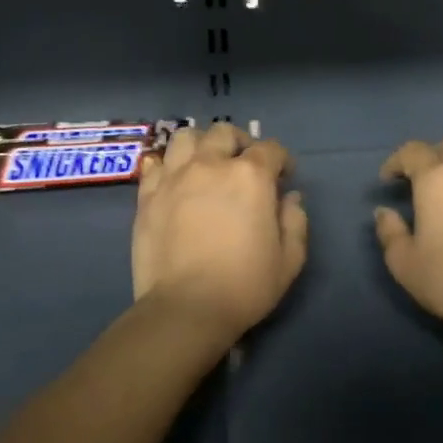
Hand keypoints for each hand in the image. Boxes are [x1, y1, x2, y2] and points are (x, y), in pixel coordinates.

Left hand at [133, 122, 307, 336]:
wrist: (186, 309)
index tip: (284, 177)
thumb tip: (289, 198)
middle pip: (224, 133)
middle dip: (240, 143)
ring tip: (206, 165)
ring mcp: (174, 177)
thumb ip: (295, 221)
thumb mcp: (289, 259)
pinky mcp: (147, 196)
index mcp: (250, 176)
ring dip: (200, 145)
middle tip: (244, 165)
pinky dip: (168, 165)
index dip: (282, 160)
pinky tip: (175, 181)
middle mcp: (211, 165)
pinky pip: (155, 164)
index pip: (271, 149)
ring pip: (185, 138)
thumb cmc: (245, 285)